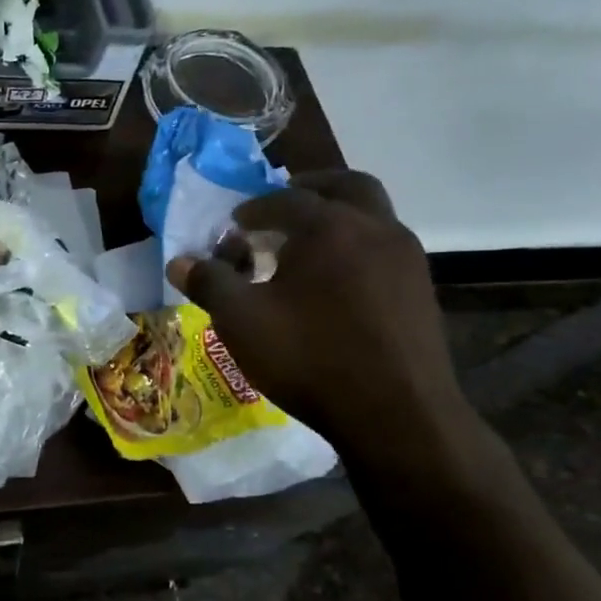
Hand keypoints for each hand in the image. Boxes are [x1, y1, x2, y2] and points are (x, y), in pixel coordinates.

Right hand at [166, 170, 468, 462]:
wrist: (396, 414)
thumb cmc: (309, 357)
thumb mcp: (241, 320)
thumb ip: (209, 283)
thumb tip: (178, 262)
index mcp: (328, 227)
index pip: (284, 199)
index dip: (254, 207)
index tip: (235, 223)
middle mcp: (374, 229)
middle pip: (346, 186)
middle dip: (311, 190)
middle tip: (283, 206)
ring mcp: (406, 259)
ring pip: (372, 217)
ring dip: (339, 219)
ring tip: (307, 249)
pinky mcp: (422, 290)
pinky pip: (385, 250)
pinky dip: (358, 248)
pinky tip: (337, 285)